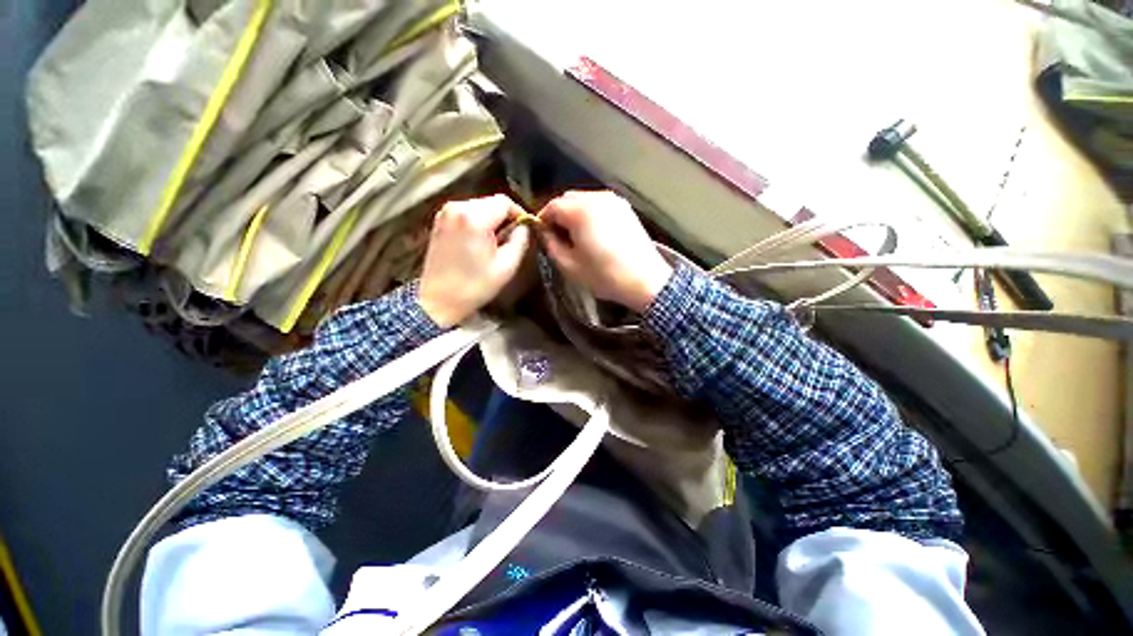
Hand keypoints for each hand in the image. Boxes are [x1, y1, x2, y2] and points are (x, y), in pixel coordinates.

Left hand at [419, 195, 531, 326]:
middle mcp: (457, 207)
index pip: (505, 202)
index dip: (519, 214)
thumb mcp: (506, 267)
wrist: (438, 301)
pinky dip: (478, 222)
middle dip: (506, 217)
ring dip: (492, 220)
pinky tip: (481, 241)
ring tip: (497, 242)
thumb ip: (520, 241)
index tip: (526, 229)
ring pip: (480, 206)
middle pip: (491, 202)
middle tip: (513, 238)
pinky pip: (467, 213)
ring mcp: (445, 213)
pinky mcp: (440, 221)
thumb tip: (525, 226)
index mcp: (474, 218)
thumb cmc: (474, 286)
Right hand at [539, 191, 672, 311]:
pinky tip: (594, 233)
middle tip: (558, 237)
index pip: (551, 206)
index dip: (543, 220)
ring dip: (574, 214)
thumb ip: (550, 244)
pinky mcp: (625, 208)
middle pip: (567, 199)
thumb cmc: (604, 275)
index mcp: (580, 210)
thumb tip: (544, 232)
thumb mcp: (569, 265)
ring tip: (576, 237)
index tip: (543, 236)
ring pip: (584, 200)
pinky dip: (590, 214)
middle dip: (559, 215)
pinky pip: (599, 204)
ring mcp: (613, 200)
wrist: (645, 280)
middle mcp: (596, 197)